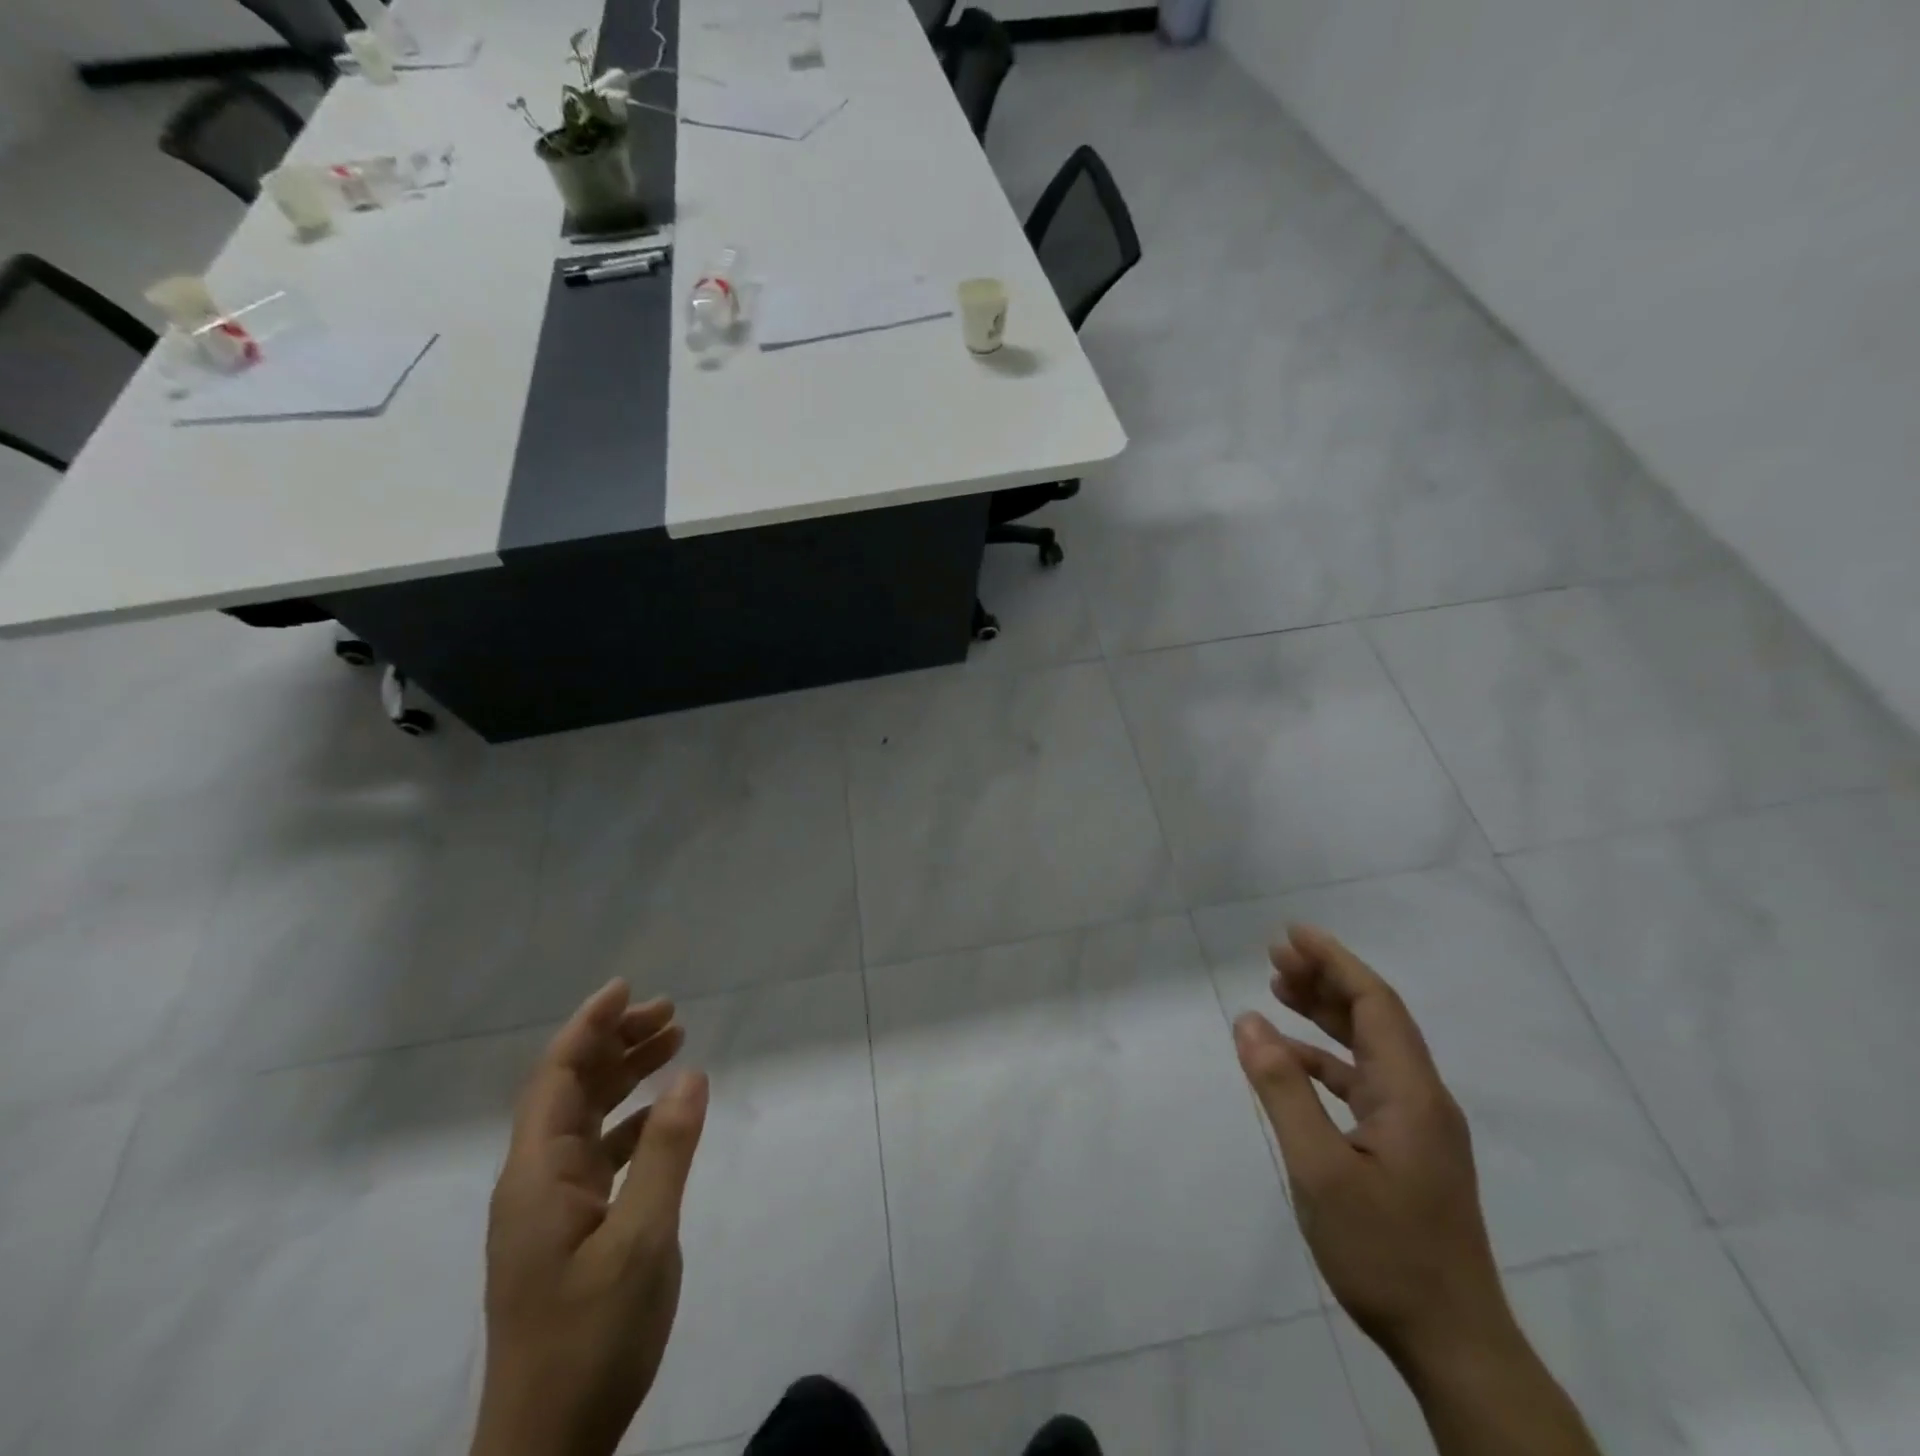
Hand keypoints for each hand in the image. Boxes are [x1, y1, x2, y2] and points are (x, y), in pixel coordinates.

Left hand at [473, 981, 709, 1455]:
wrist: (548, 1445)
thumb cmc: (590, 1336)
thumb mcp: (642, 1238)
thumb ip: (667, 1152)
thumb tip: (691, 1076)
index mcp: (537, 1175)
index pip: (556, 1077)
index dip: (589, 1026)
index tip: (626, 988)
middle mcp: (535, 1181)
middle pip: (571, 1089)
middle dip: (616, 1043)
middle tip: (671, 1013)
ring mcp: (550, 1208)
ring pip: (586, 1118)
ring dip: (625, 1076)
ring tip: (674, 1044)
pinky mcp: (569, 1230)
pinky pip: (599, 1152)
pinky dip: (631, 1121)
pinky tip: (664, 1116)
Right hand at [1233, 925, 1512, 1371]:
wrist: (1453, 1344)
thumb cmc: (1385, 1252)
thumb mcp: (1319, 1169)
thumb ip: (1283, 1090)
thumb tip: (1248, 1021)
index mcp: (1411, 1093)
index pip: (1375, 1003)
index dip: (1335, 961)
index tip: (1292, 933)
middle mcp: (1420, 1098)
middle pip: (1374, 1018)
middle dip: (1326, 979)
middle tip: (1275, 955)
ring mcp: (1416, 1126)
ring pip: (1368, 1048)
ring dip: (1325, 1015)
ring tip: (1278, 988)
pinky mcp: (1405, 1150)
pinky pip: (1361, 1082)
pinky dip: (1324, 1060)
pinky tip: (1289, 1060)